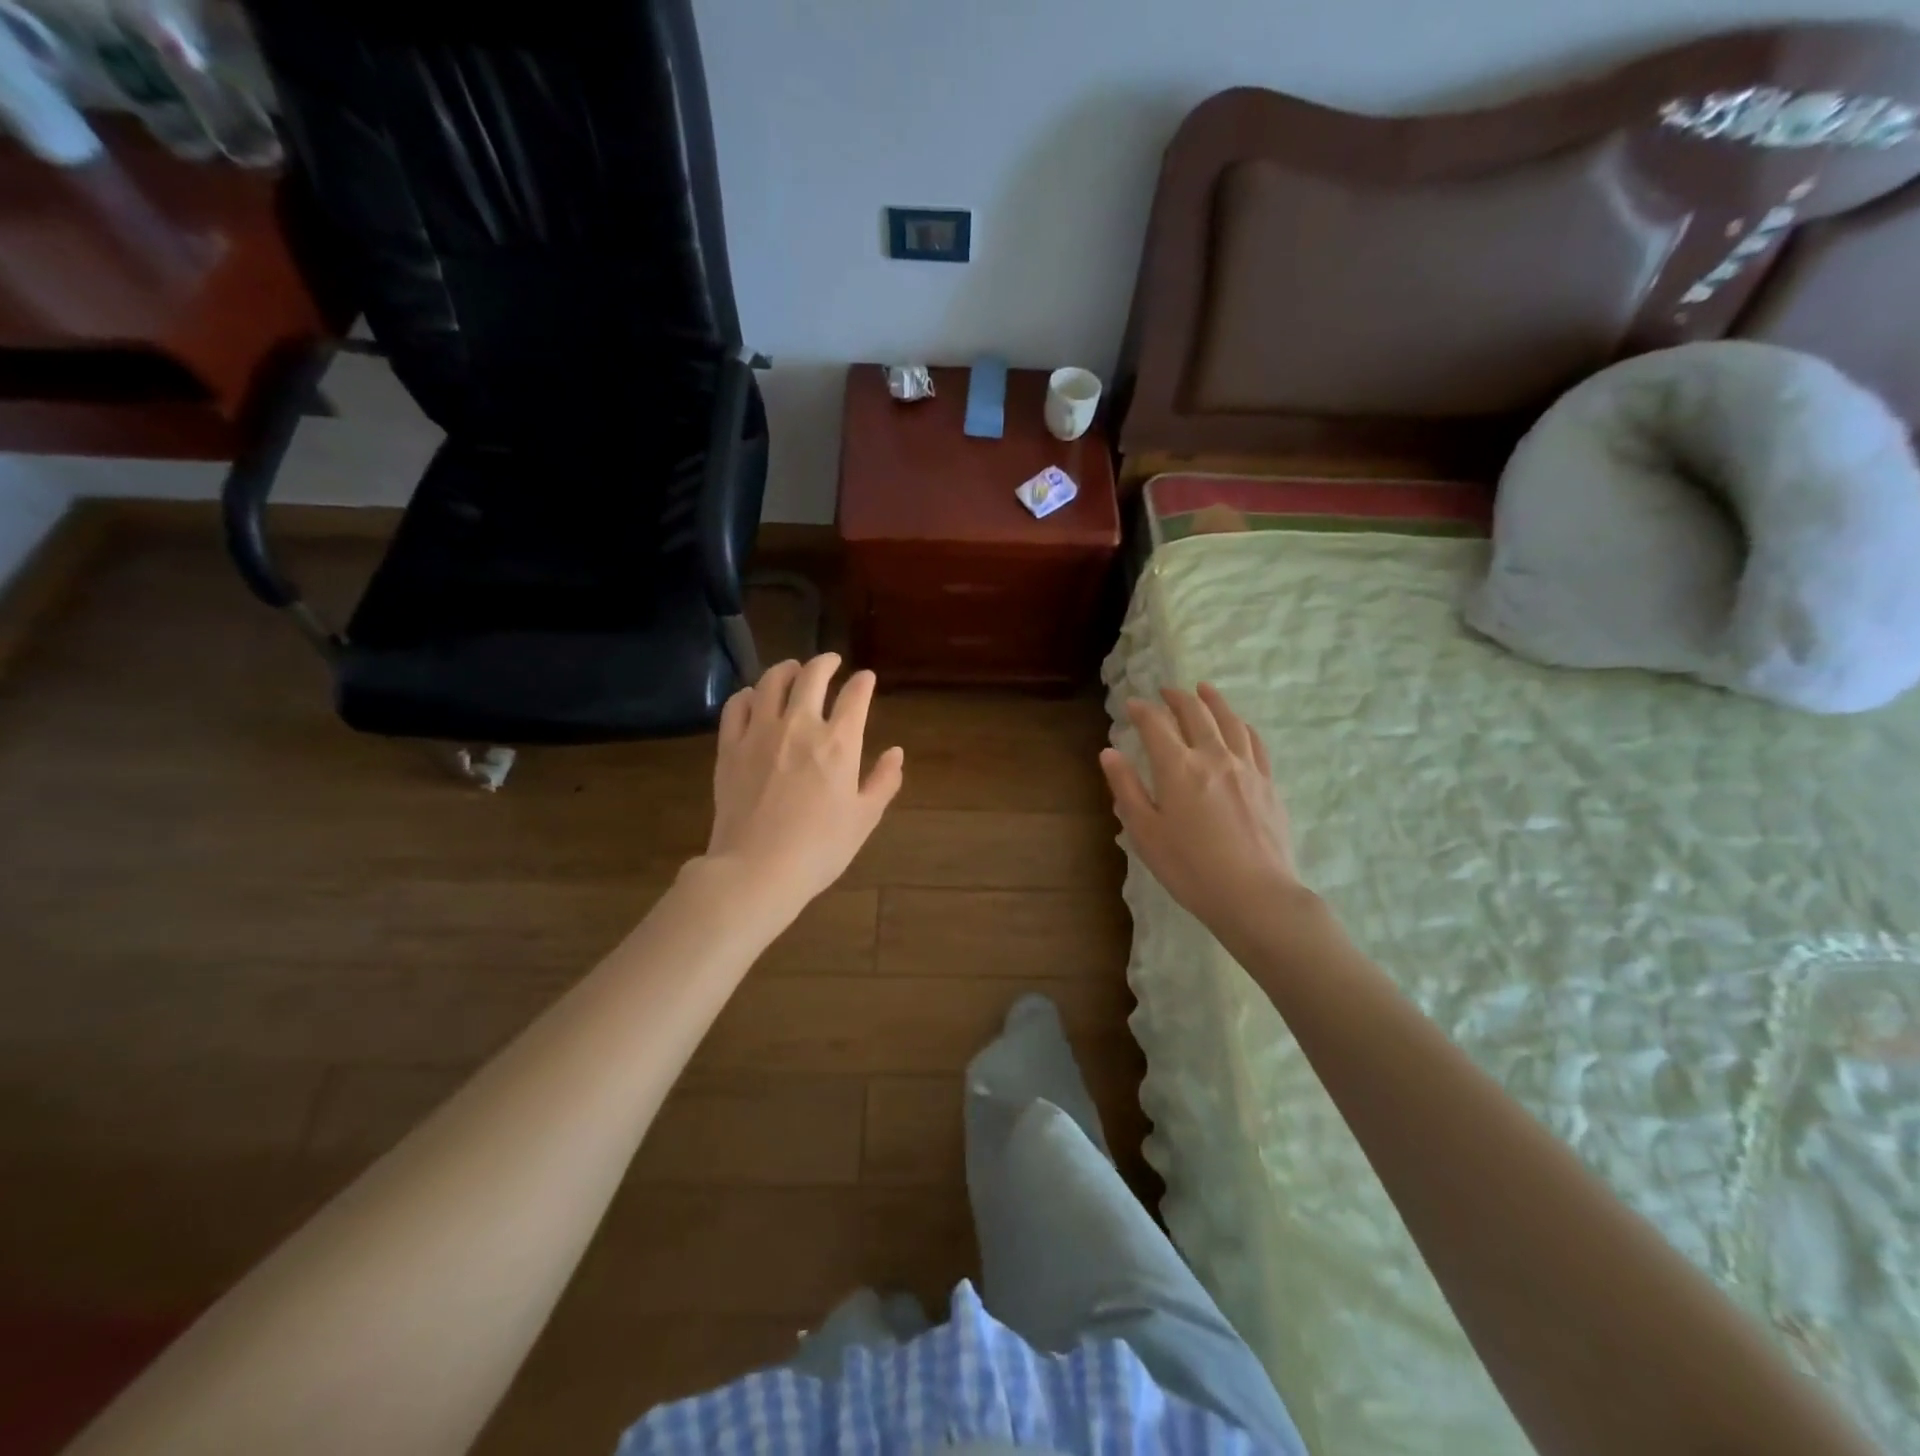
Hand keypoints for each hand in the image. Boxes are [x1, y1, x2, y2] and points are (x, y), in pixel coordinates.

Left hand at [705, 654, 904, 914]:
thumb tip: (895, 753)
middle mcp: (800, 726)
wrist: (757, 869)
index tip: (866, 678)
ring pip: (771, 682)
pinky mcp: (730, 747)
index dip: (863, 682)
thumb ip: (883, 781)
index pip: (855, 696)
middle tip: (831, 661)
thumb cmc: (820, 848)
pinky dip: (748, 694)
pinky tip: (753, 696)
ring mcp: (760, 733)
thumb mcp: (864, 818)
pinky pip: (736, 706)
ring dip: (786, 669)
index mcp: (839, 743)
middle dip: (825, 663)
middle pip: (812, 676)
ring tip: (792, 669)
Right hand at [1099, 684, 1306, 935]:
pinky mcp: (1268, 783)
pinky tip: (1238, 725)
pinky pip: (1254, 741)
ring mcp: (1246, 767)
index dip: (1141, 710)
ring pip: (1229, 720)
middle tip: (1165, 691)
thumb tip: (1109, 752)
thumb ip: (1126, 788)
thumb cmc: (1190, 868)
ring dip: (1213, 700)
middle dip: (1176, 698)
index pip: (1156, 725)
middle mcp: (1213, 756)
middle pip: (1195, 713)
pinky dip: (1241, 725)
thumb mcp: (1145, 832)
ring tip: (1203, 690)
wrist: (1255, 895)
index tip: (1131, 705)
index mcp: (1178, 768)